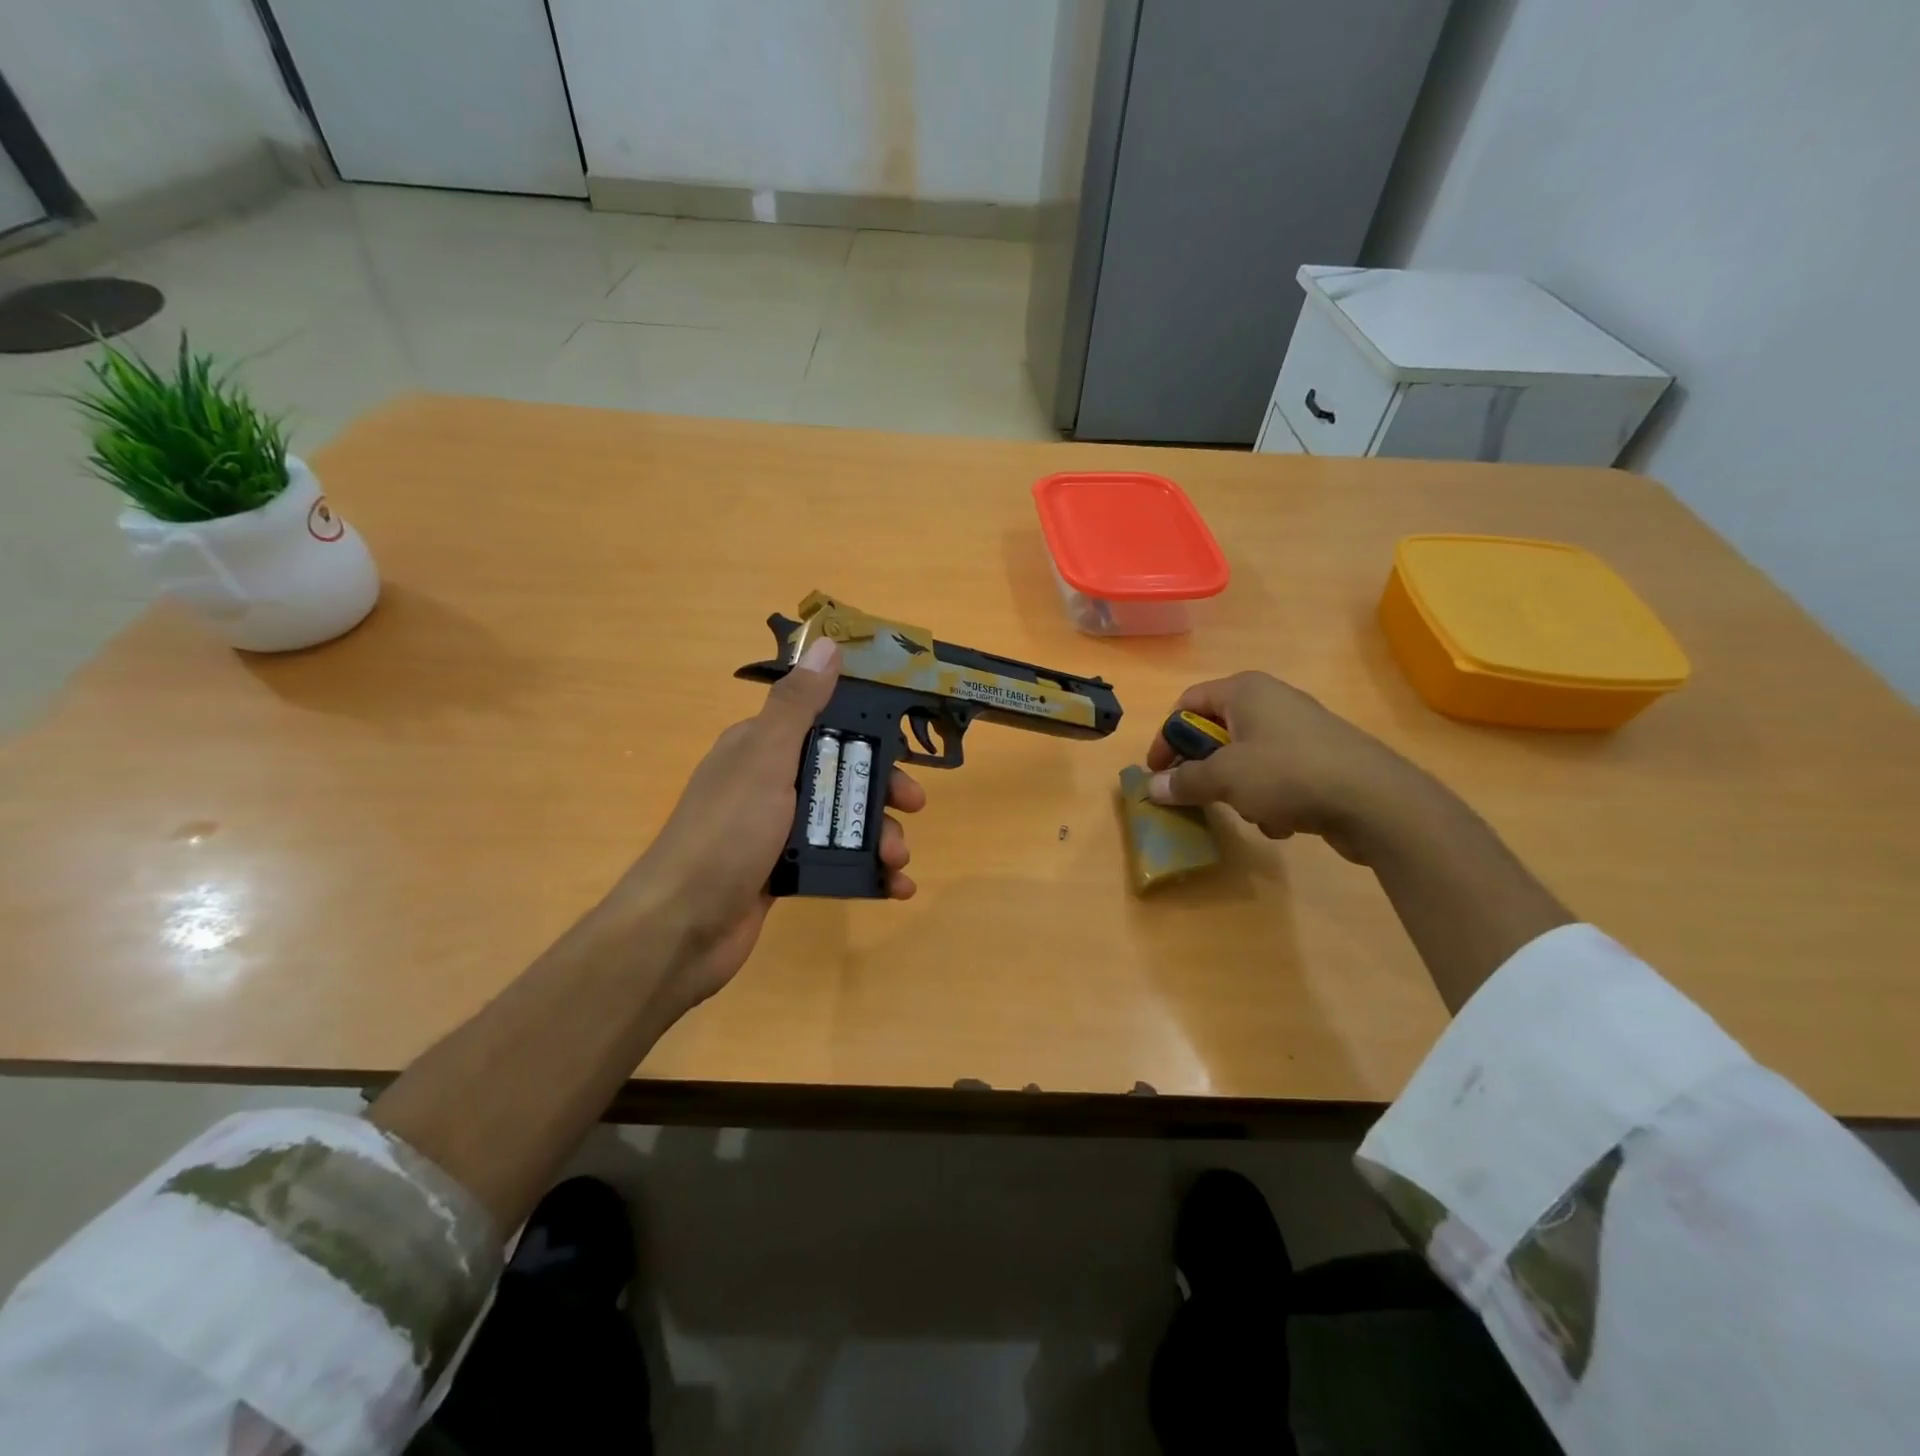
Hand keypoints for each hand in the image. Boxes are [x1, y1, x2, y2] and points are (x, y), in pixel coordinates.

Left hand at [608, 637, 924, 1016]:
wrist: (680, 929)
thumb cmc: (726, 835)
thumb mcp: (765, 760)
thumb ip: (798, 705)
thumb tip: (827, 643)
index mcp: (760, 747)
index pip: (825, 723)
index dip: (868, 732)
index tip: (904, 748)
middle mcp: (768, 783)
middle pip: (841, 773)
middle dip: (881, 790)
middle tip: (913, 808)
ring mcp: (775, 830)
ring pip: (842, 820)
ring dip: (880, 836)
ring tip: (898, 861)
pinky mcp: (783, 872)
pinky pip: (835, 861)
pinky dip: (867, 872)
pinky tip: (895, 888)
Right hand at [1145, 672, 1434, 864]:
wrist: (1375, 801)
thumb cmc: (1288, 774)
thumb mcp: (1224, 778)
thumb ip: (1183, 781)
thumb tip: (1152, 787)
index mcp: (1245, 690)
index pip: (1187, 703)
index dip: (1165, 737)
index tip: (1157, 773)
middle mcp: (1272, 701)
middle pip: (1217, 732)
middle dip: (1205, 769)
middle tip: (1196, 796)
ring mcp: (1300, 730)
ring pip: (1246, 759)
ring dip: (1238, 790)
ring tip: (1248, 813)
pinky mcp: (1322, 759)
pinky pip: (1277, 775)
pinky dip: (1270, 799)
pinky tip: (1282, 822)